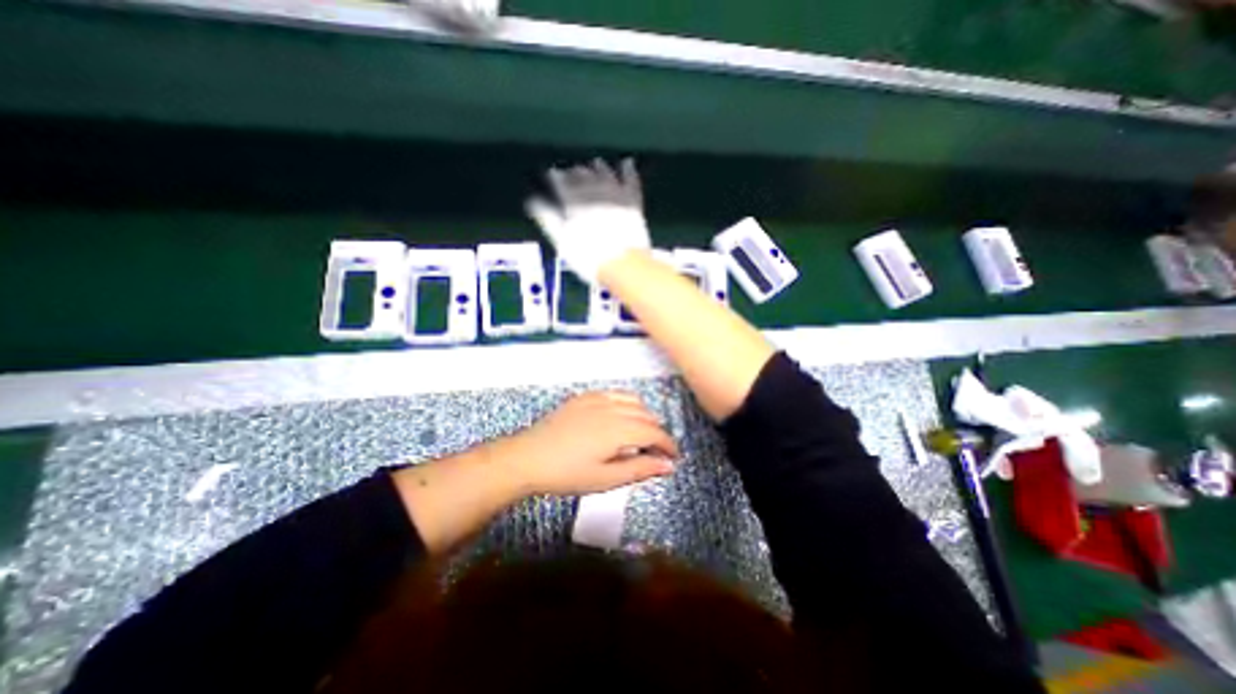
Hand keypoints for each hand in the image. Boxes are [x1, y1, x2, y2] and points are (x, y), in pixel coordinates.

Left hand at [491, 391, 675, 499]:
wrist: (528, 458)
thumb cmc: (567, 474)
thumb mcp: (605, 479)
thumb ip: (639, 469)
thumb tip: (668, 465)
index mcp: (619, 429)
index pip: (654, 432)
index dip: (667, 444)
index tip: (674, 457)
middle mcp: (612, 408)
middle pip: (646, 415)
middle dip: (657, 432)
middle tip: (658, 451)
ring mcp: (597, 399)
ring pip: (632, 400)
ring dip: (644, 415)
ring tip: (643, 432)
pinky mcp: (584, 397)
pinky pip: (614, 394)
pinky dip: (626, 403)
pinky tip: (621, 415)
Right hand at [524, 158, 651, 285]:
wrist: (624, 264)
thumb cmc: (588, 257)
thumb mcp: (562, 241)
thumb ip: (548, 218)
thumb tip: (532, 200)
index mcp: (574, 201)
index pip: (561, 181)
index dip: (555, 177)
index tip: (551, 174)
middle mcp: (594, 192)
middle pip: (582, 175)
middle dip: (575, 172)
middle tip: (572, 172)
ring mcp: (616, 195)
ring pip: (605, 173)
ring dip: (598, 167)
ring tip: (595, 163)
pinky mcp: (633, 202)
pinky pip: (631, 180)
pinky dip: (628, 170)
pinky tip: (627, 162)